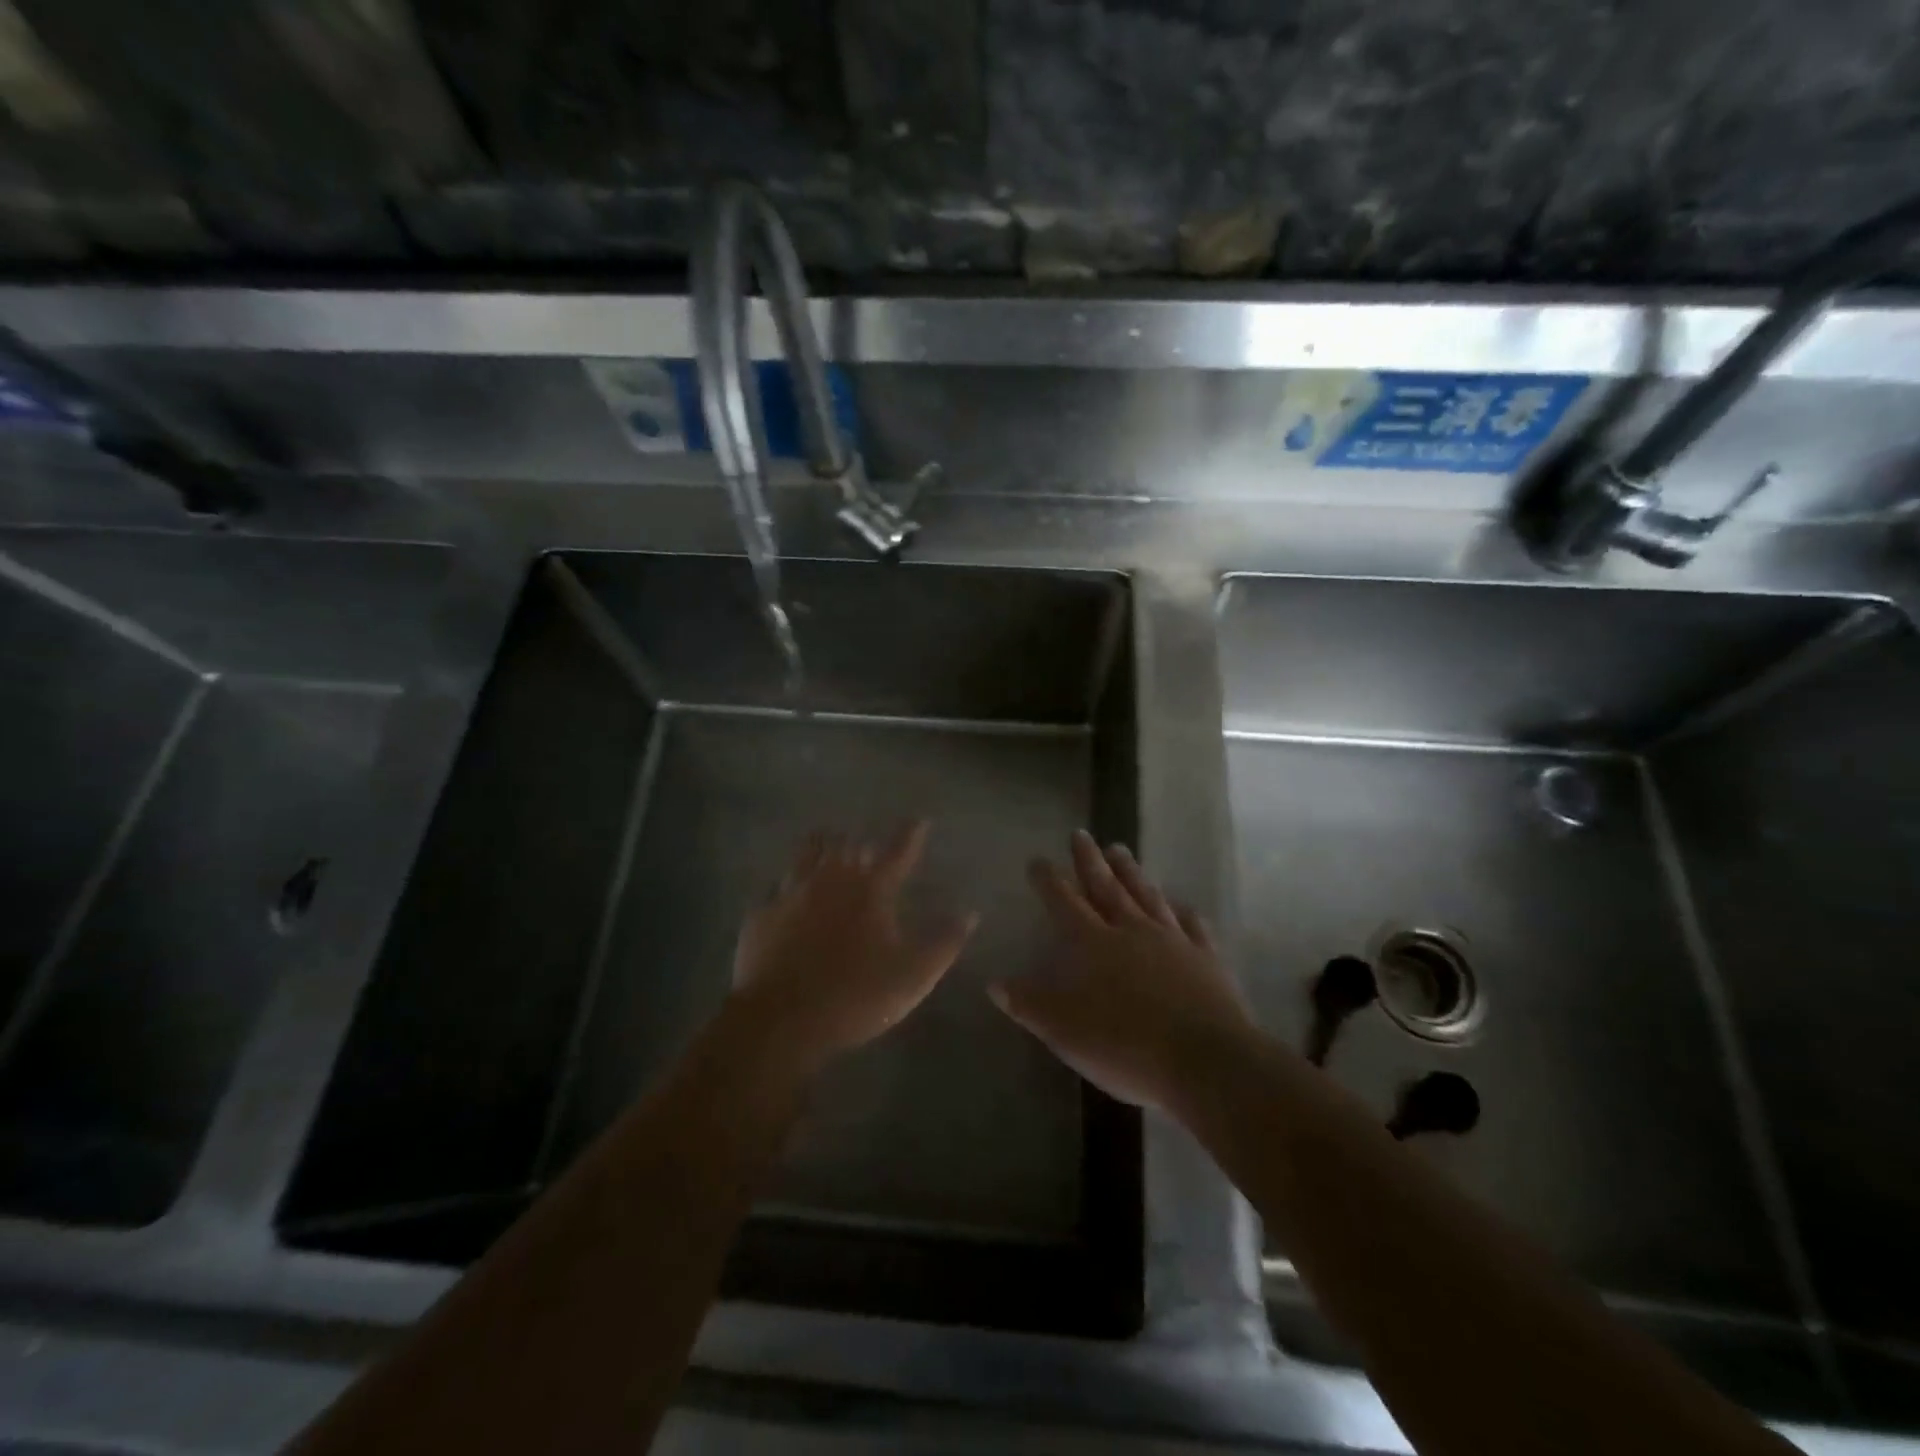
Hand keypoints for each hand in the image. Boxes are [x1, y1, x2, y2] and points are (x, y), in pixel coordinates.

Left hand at [728, 821, 976, 1079]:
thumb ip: (944, 943)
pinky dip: (786, 882)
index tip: (919, 820)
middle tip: (866, 847)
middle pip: (848, 846)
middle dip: (861, 843)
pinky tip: (784, 888)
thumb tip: (969, 913)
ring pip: (808, 854)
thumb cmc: (856, 997)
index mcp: (871, 891)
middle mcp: (831, 880)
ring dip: (822, 847)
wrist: (781, 1020)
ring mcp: (792, 893)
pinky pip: (775, 886)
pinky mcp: (762, 913)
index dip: (911, 834)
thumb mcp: (914, 976)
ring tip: (826, 843)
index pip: (897, 852)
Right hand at [990, 830, 1252, 1111]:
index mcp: (1094, 944)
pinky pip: (1193, 926)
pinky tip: (1182, 904)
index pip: (1065, 902)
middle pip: (1107, 887)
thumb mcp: (1064, 1031)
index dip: (1049, 880)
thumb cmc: (1125, 1046)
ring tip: (1120, 850)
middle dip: (1089, 860)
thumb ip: (1029, 1004)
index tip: (1038, 859)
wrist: (1205, 1061)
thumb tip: (993, 982)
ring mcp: (1173, 941)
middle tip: (1081, 833)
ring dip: (1131, 872)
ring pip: (1147, 896)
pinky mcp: (1206, 959)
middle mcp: (1131, 931)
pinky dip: (1184, 911)